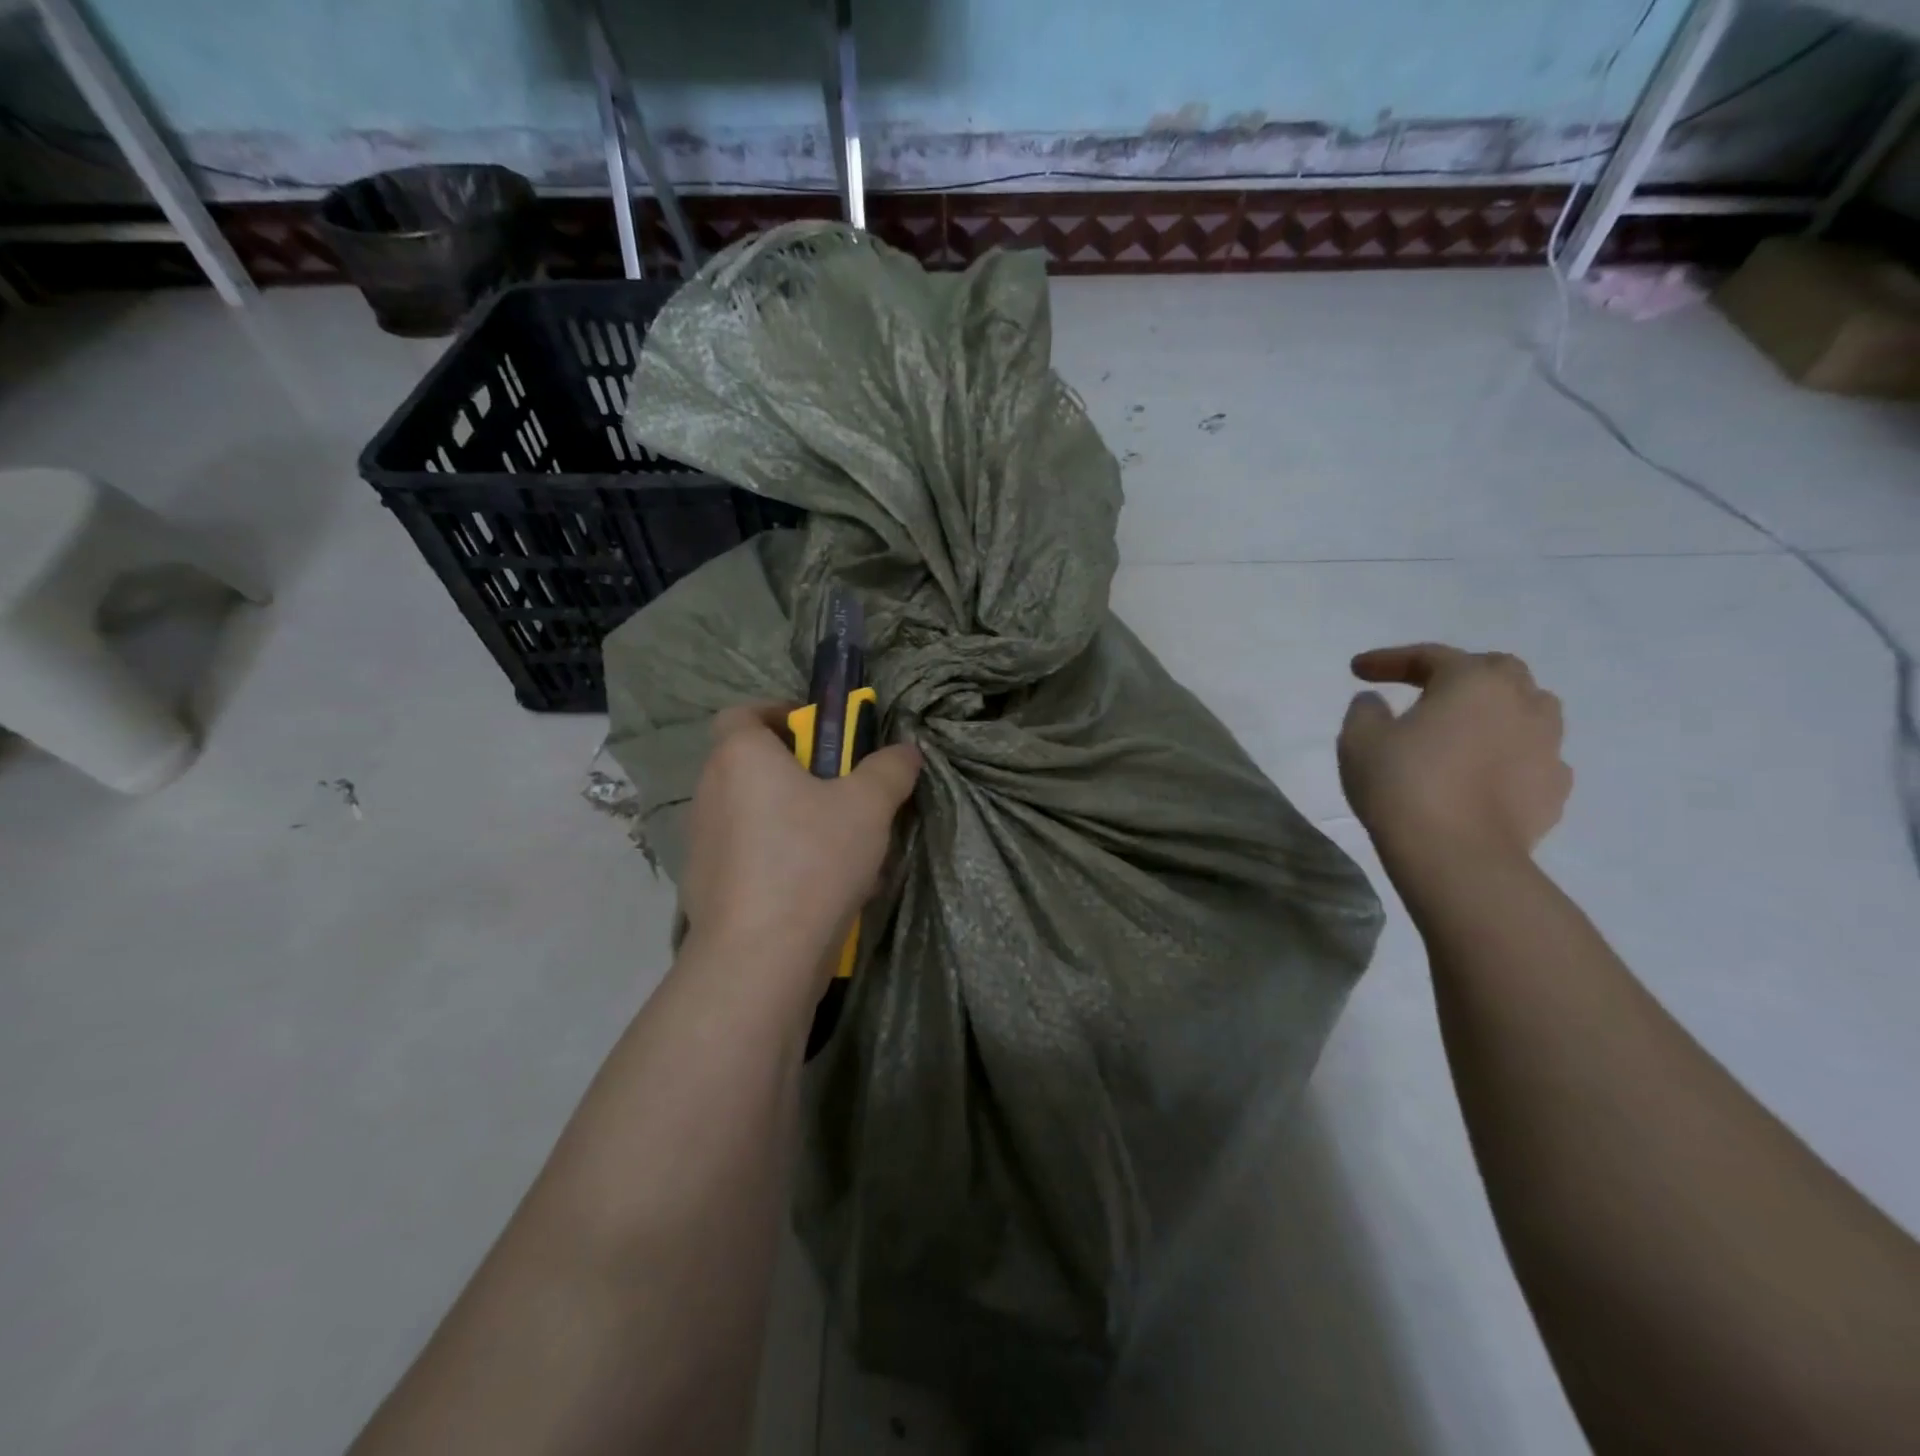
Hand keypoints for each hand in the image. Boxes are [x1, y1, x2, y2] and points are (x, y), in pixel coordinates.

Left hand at [681, 703, 921, 987]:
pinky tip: (816, 888)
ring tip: (838, 846)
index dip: (778, 715)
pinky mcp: (705, 887)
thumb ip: (890, 769)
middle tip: (841, 791)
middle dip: (796, 772)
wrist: (761, 956)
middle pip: (751, 765)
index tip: (818, 734)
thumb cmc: (812, 859)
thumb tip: (906, 751)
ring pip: (752, 814)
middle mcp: (710, 792)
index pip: (742, 713)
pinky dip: (776, 859)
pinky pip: (747, 856)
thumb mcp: (869, 806)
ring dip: (789, 818)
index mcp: (740, 757)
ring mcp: (701, 843)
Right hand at [1337, 644, 1570, 866]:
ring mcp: (1547, 746)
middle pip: (1495, 671)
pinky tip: (1483, 771)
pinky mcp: (1554, 788)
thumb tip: (1376, 702)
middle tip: (1424, 689)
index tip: (1357, 671)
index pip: (1429, 656)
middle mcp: (1521, 702)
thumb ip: (1365, 710)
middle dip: (1458, 674)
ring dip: (1494, 710)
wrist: (1457, 855)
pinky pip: (1532, 755)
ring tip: (1463, 728)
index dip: (1389, 660)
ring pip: (1528, 710)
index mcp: (1472, 682)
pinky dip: (1508, 753)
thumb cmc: (1402, 785)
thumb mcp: (1359, 739)